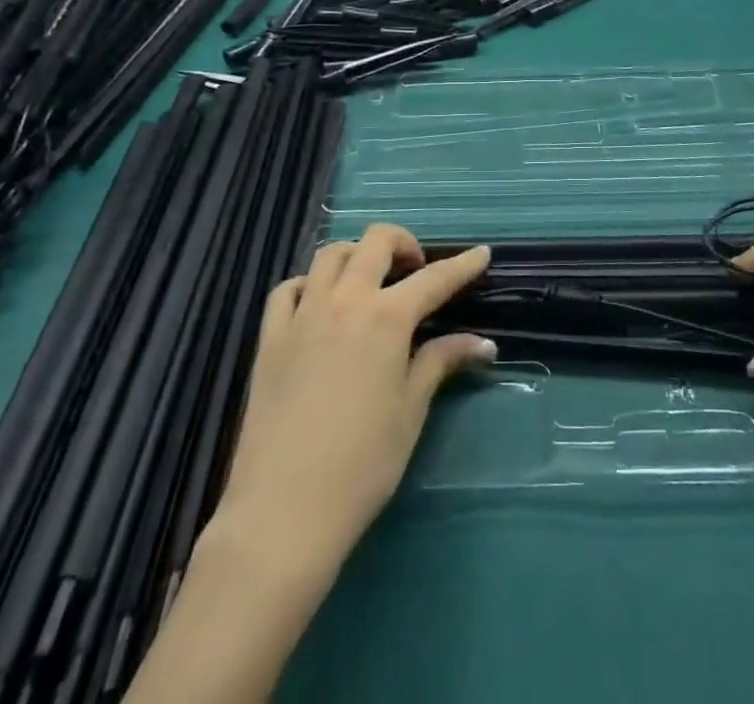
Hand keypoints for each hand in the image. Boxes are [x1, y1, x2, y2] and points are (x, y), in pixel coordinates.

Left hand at [214, 225, 493, 568]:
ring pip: (330, 255)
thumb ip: (440, 363)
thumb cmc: (362, 465)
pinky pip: (289, 289)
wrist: (283, 511)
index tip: (482, 253)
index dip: (462, 265)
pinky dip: (310, 284)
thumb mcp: (410, 411)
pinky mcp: (270, 337)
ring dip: (356, 256)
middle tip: (416, 269)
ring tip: (369, 282)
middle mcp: (345, 301)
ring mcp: (302, 315)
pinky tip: (319, 306)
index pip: (434, 279)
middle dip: (403, 243)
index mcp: (386, 318)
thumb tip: (483, 343)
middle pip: (375, 242)